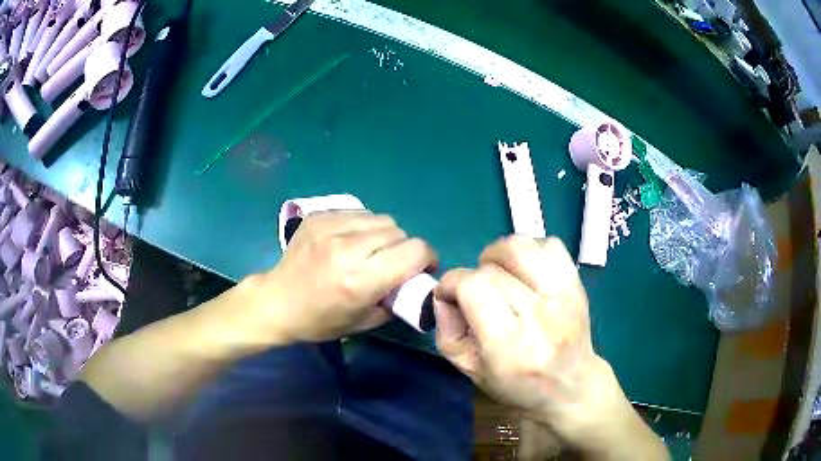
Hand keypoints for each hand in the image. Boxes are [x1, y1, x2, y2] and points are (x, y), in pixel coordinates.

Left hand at [247, 211, 436, 342]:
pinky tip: (351, 241)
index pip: (414, 251)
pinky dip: (364, 226)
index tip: (421, 269)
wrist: (277, 302)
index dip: (427, 258)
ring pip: (381, 219)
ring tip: (371, 251)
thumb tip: (415, 282)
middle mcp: (347, 249)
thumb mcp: (364, 323)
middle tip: (393, 264)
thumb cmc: (320, 321)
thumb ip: (396, 301)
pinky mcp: (318, 217)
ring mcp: (330, 228)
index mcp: (360, 280)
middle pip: (399, 232)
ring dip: (385, 235)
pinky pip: (359, 213)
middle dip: (405, 249)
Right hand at [434, 236, 640, 449]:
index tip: (449, 294)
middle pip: (492, 268)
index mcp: (510, 346)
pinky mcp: (577, 282)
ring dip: (498, 255)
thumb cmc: (516, 383)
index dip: (452, 283)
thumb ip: (447, 331)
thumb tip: (444, 294)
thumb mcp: (469, 370)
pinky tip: (525, 272)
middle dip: (473, 275)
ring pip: (519, 247)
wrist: (571, 384)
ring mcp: (564, 295)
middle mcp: (540, 316)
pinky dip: (530, 251)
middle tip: (476, 295)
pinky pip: (548, 245)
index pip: (474, 287)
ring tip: (499, 274)